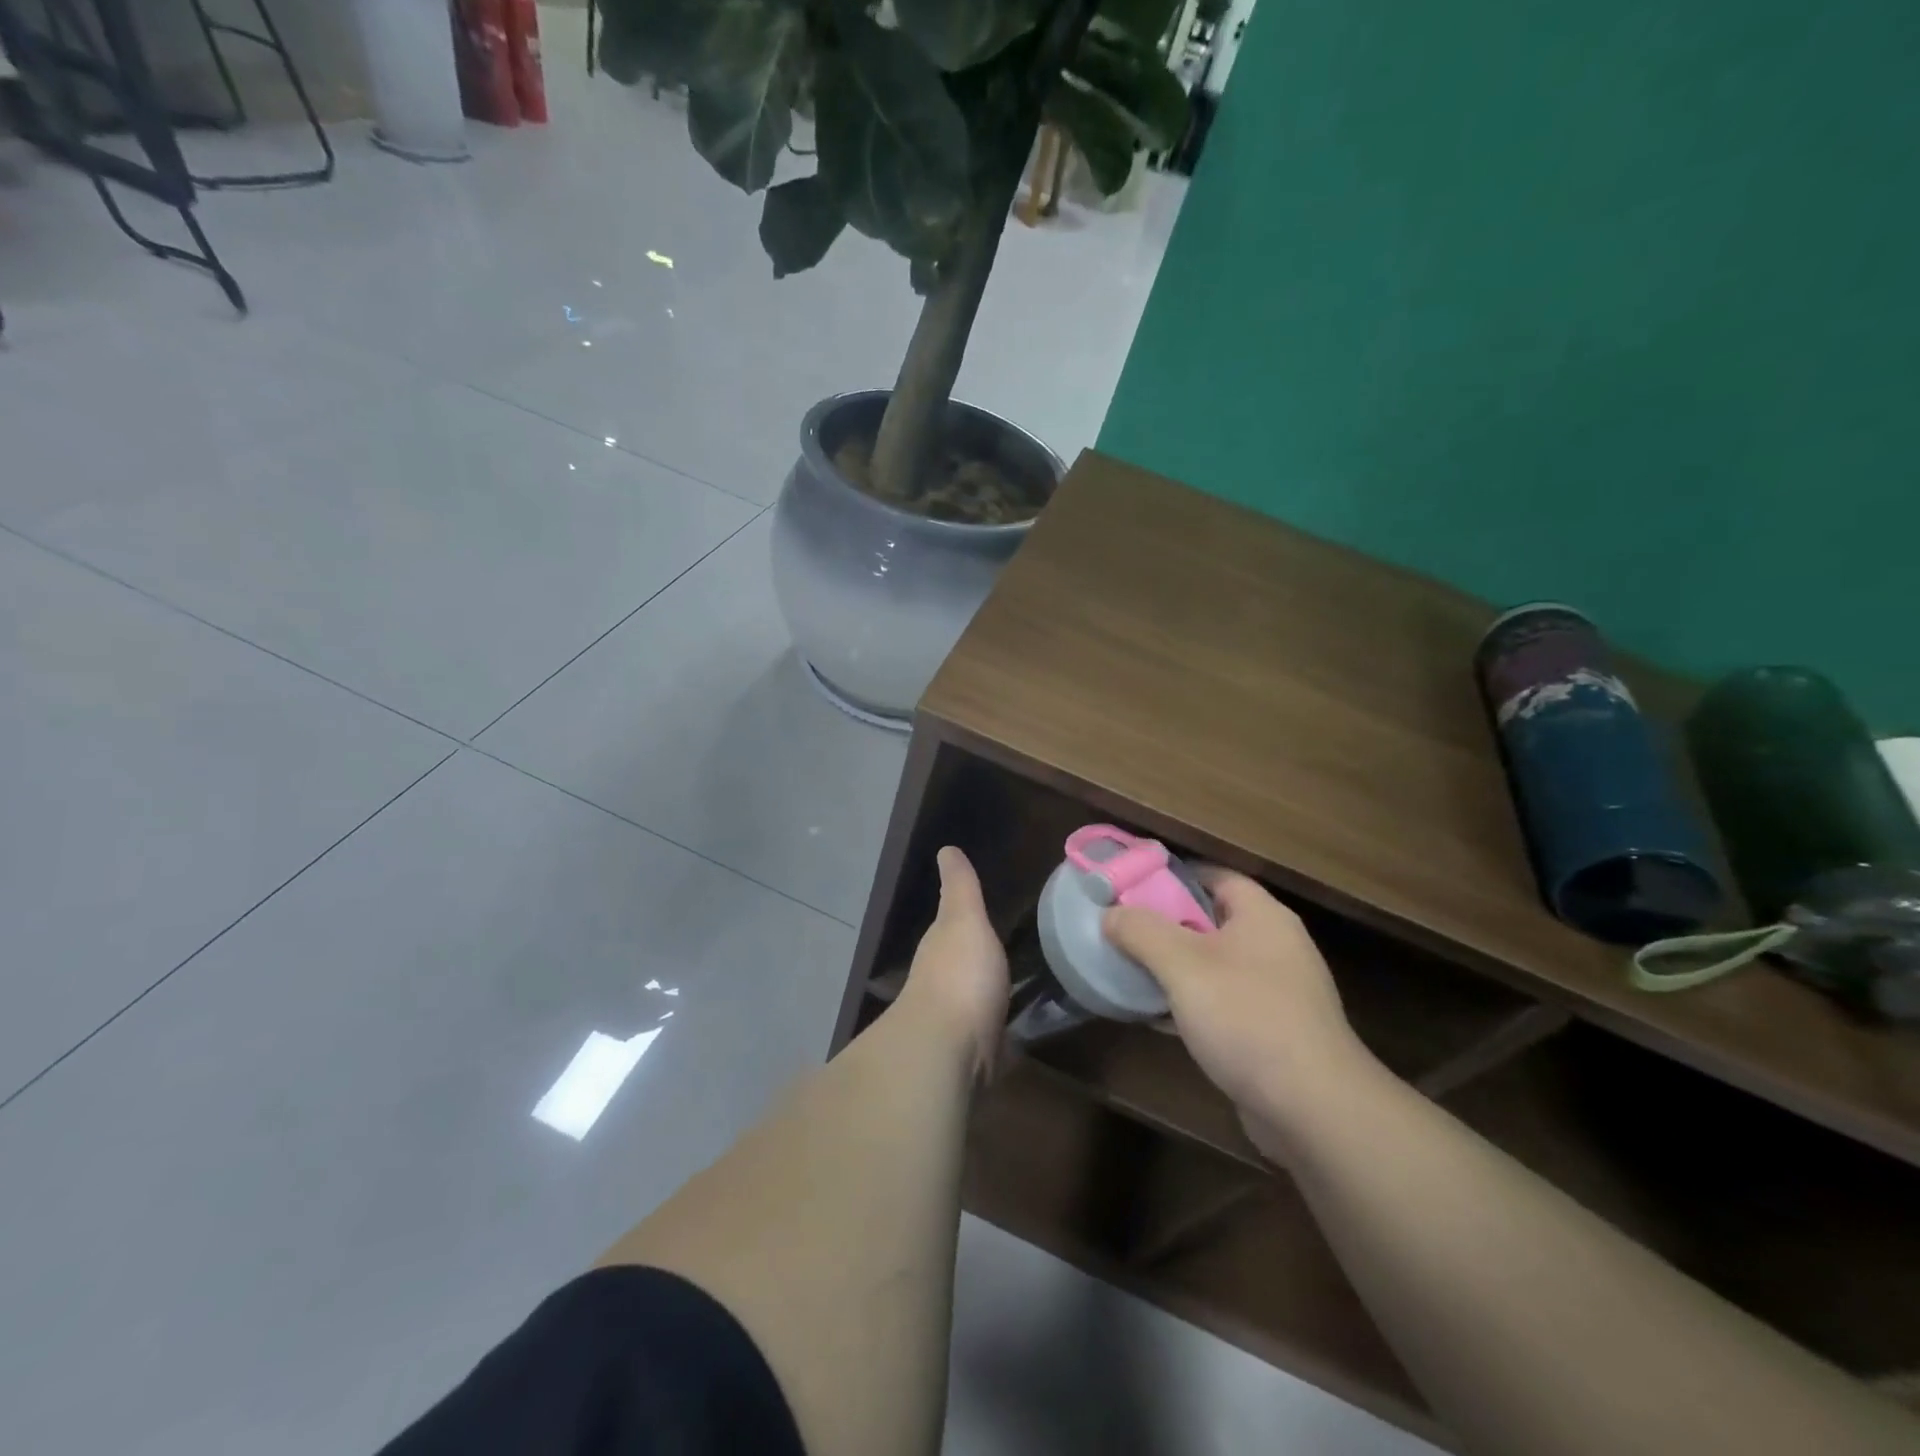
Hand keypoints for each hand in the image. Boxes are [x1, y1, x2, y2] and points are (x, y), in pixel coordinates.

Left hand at [899, 848, 1009, 1077]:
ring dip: (991, 1000)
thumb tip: (946, 849)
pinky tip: (1022, 1036)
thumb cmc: (959, 975)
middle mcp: (943, 984)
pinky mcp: (976, 1059)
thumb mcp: (964, 919)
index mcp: (941, 949)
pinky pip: (994, 1040)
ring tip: (1025, 992)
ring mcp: (957, 1024)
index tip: (984, 917)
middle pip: (964, 968)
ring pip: (978, 1004)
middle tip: (1014, 954)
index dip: (965, 922)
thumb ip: (960, 888)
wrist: (950, 1051)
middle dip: (980, 964)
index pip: (951, 930)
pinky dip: (1004, 1037)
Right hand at [1103, 871, 1376, 1149]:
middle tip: (1122, 929)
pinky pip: (1222, 1004)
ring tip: (1130, 970)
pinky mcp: (1272, 1032)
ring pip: (1214, 965)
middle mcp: (1275, 946)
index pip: (1215, 876)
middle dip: (1166, 925)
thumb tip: (1111, 914)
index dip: (1172, 876)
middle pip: (1211, 920)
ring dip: (1174, 967)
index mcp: (1262, 916)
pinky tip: (1155, 1016)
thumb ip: (1142, 932)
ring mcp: (1277, 992)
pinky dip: (1190, 1003)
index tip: (1131, 887)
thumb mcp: (1182, 965)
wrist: (1313, 1108)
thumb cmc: (1247, 1018)